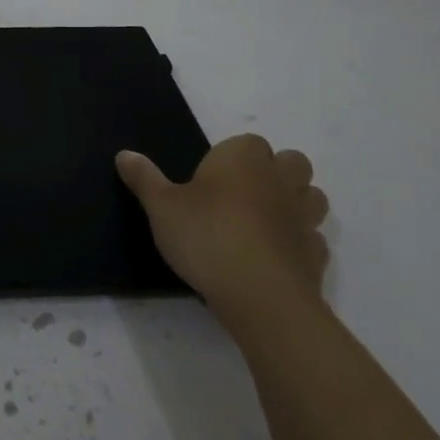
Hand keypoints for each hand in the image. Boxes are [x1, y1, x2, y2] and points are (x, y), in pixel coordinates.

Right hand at [116, 133, 329, 305]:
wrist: (260, 297)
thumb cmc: (207, 237)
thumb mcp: (161, 207)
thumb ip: (144, 178)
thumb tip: (124, 153)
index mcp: (243, 159)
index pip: (248, 142)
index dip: (234, 156)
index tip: (211, 178)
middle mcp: (279, 180)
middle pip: (292, 162)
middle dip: (276, 172)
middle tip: (243, 194)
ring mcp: (303, 219)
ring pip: (312, 197)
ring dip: (296, 203)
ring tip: (265, 222)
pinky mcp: (315, 256)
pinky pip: (313, 240)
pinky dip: (300, 243)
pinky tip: (276, 256)